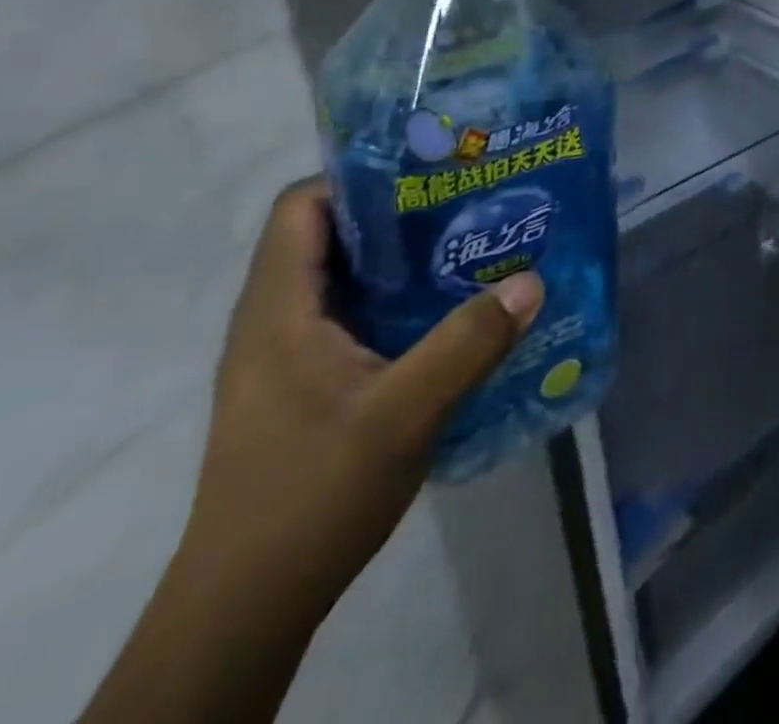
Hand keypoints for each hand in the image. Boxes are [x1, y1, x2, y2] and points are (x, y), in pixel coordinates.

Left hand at [180, 178, 544, 615]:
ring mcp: (285, 357)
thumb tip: (532, 281)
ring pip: (344, 280)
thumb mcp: (404, 414)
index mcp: (278, 310)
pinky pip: (352, 318)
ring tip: (471, 246)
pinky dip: (397, 302)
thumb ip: (468, 343)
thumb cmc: (311, 494)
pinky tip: (449, 314)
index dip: (360, 177)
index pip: (302, 206)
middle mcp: (274, 321)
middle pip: (330, 236)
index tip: (431, 170)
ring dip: (403, 260)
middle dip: (399, 213)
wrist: (246, 608)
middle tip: (470, 201)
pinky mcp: (303, 386)